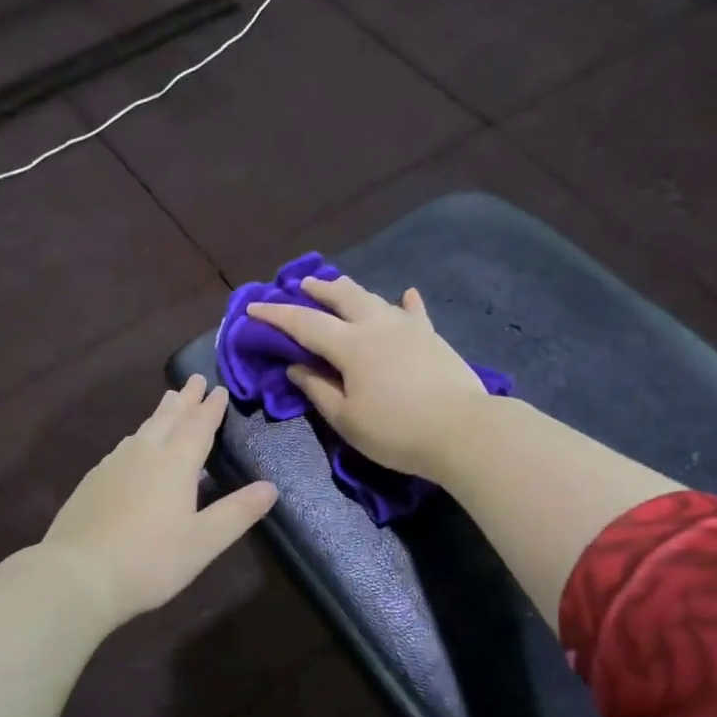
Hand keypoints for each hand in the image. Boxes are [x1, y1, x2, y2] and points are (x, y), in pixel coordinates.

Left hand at [42, 376, 278, 625]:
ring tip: (168, 402)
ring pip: (142, 430)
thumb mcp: (204, 541)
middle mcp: (144, 454)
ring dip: (160, 414)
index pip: (199, 427)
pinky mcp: (92, 481)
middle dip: (185, 399)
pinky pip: (123, 447)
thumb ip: (237, 512)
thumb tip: (270, 487)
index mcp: (175, 464)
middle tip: (194, 379)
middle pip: (168, 418)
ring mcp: (113, 465)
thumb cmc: (150, 560)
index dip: (211, 408)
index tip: (219, 389)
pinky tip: (133, 446)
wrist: (78, 574)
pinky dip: (137, 437)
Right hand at [247, 275, 491, 477]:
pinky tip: (407, 295)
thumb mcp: (346, 419)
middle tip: (302, 285)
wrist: (463, 431)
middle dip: (319, 289)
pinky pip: (415, 313)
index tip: (253, 308)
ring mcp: (408, 328)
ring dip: (352, 292)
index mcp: (350, 345)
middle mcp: (377, 325)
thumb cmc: (396, 431)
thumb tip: (296, 366)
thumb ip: (318, 390)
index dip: (276, 315)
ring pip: (375, 299)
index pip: (304, 323)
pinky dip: (406, 303)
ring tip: (340, 289)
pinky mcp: (433, 338)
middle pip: (342, 296)